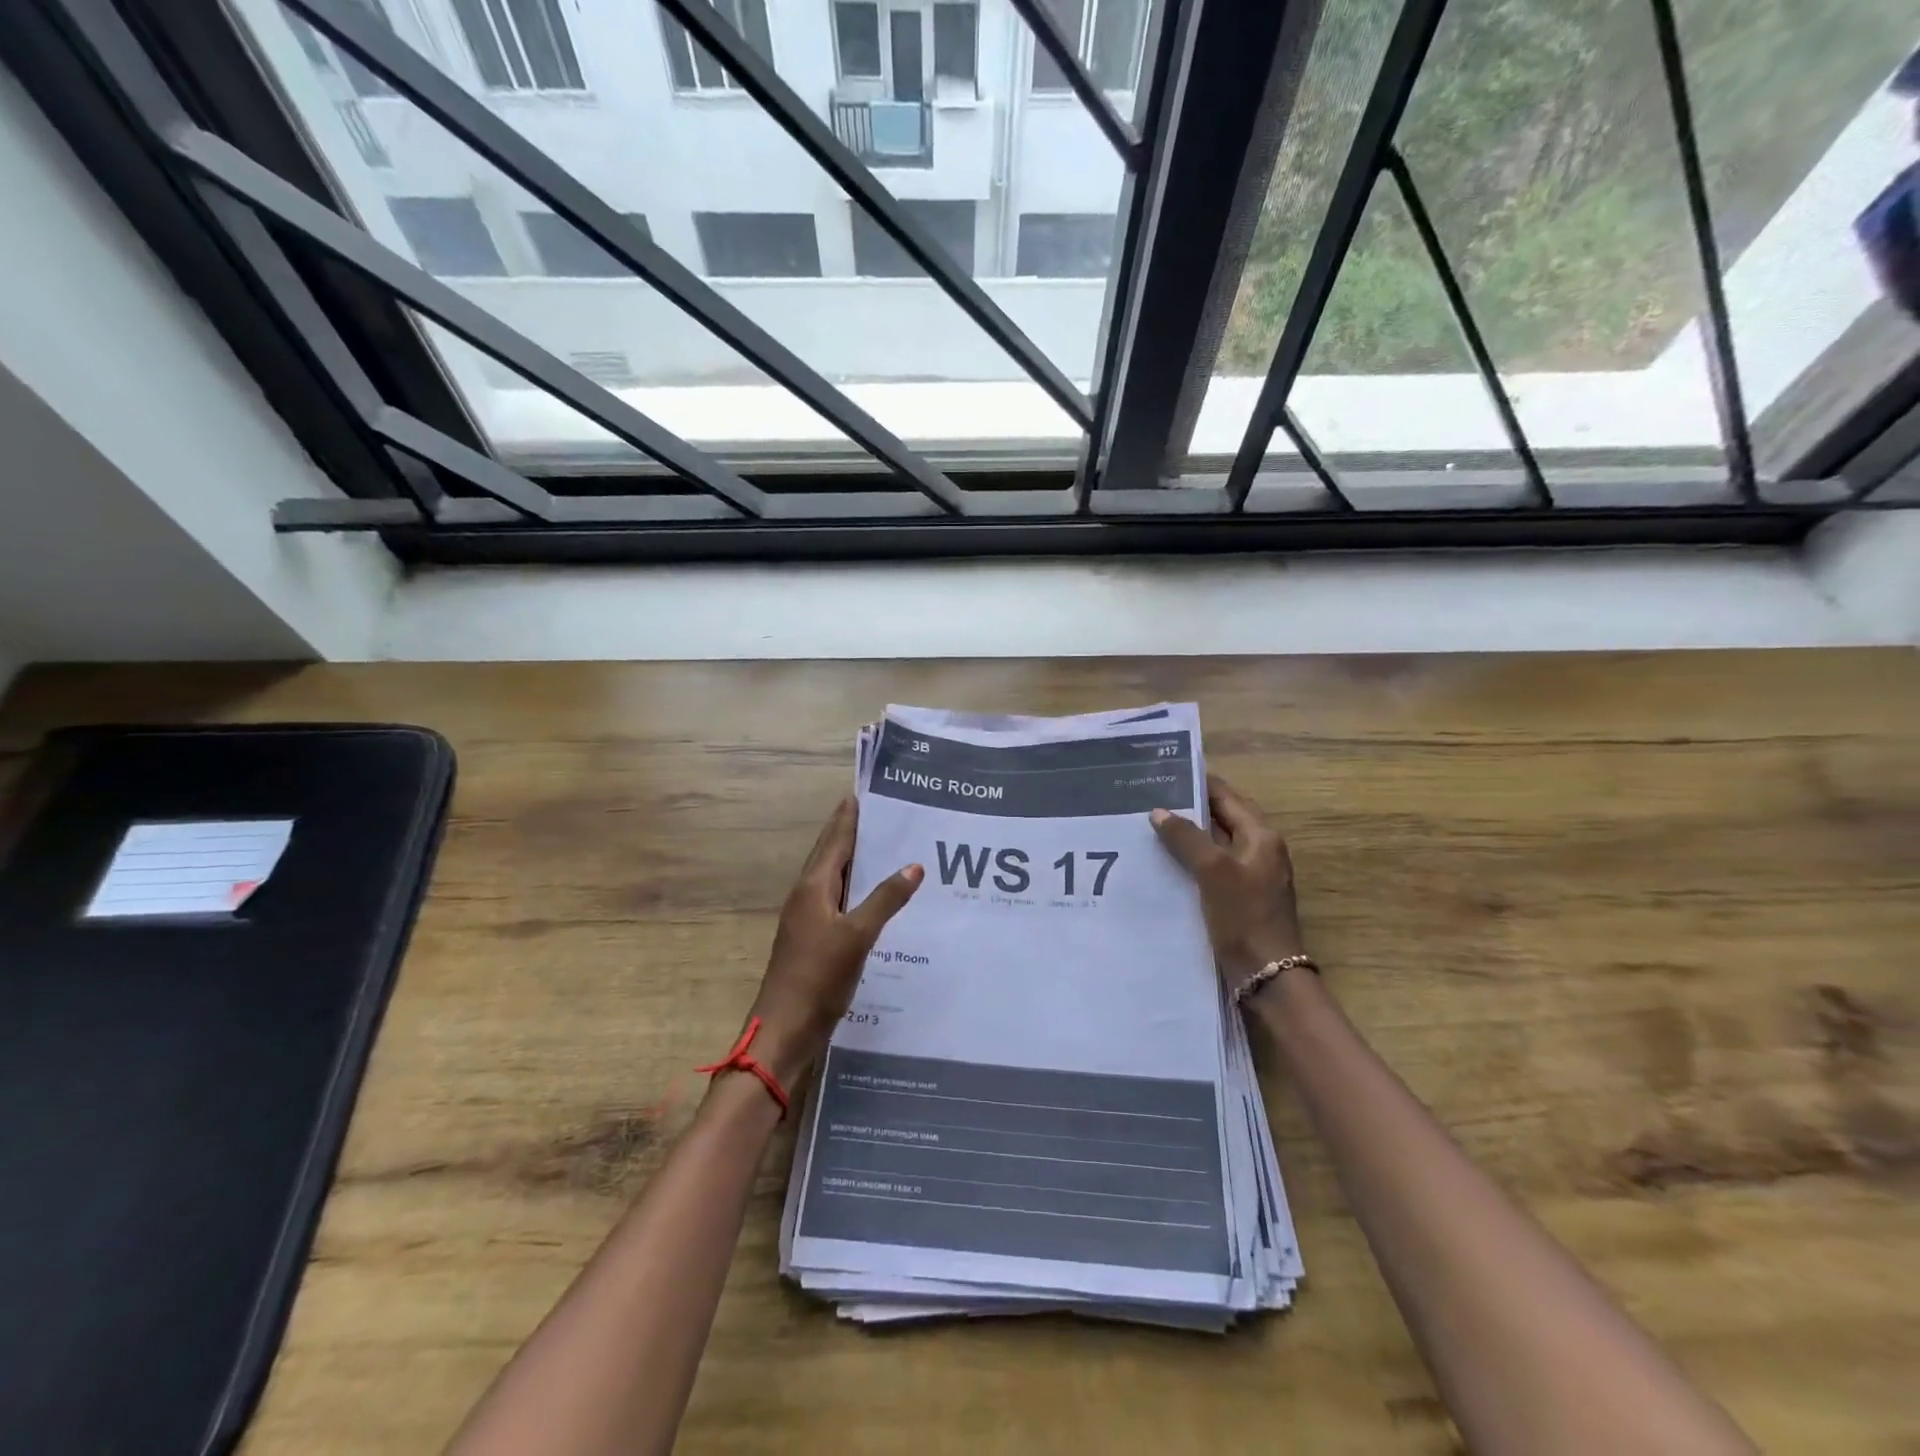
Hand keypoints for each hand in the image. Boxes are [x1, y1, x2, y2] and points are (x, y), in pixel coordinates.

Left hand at [746, 798, 922, 1088]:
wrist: (785, 1030)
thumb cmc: (818, 977)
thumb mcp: (857, 935)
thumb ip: (885, 899)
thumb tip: (914, 865)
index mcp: (813, 886)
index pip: (835, 839)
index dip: (850, 816)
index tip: (866, 793)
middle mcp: (807, 895)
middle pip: (832, 854)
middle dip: (853, 833)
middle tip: (884, 815)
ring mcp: (808, 919)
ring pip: (835, 879)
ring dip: (857, 861)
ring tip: (887, 848)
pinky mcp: (814, 940)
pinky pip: (839, 901)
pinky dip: (857, 890)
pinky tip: (877, 898)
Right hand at [1150, 775, 1305, 988]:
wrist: (1266, 974)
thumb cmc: (1244, 916)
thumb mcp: (1212, 871)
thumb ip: (1187, 838)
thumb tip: (1159, 811)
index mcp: (1261, 836)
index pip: (1226, 796)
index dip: (1197, 783)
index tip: (1163, 773)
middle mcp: (1259, 849)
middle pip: (1221, 818)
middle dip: (1188, 808)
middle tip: (1149, 799)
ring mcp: (1251, 874)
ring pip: (1214, 843)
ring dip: (1187, 835)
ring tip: (1149, 826)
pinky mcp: (1240, 896)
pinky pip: (1212, 866)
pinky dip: (1191, 859)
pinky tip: (1163, 862)